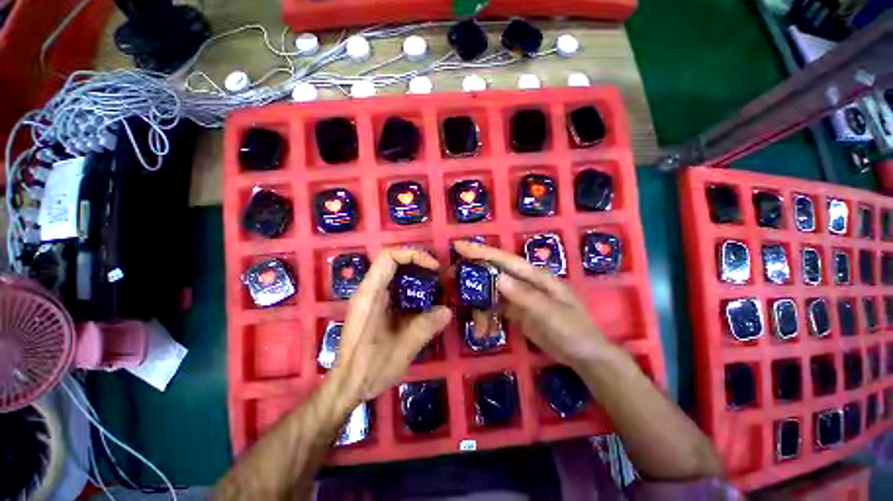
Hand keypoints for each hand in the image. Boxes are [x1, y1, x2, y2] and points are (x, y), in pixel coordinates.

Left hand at [330, 248, 452, 403]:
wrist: (346, 387)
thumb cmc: (369, 368)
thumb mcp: (402, 349)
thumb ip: (425, 327)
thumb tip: (448, 310)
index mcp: (370, 294)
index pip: (389, 257)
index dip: (413, 255)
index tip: (434, 267)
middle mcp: (369, 291)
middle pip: (394, 263)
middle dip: (419, 264)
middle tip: (439, 276)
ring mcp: (372, 299)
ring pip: (396, 276)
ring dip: (417, 277)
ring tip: (437, 287)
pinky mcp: (376, 308)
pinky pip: (396, 290)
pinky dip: (412, 290)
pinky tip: (426, 303)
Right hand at [453, 240, 611, 368]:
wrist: (584, 356)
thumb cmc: (574, 331)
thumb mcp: (551, 314)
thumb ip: (525, 296)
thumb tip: (497, 278)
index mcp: (536, 276)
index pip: (505, 260)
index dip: (482, 252)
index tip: (459, 246)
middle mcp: (526, 282)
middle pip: (495, 271)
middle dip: (474, 271)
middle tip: (451, 275)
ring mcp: (520, 296)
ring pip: (493, 289)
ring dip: (479, 297)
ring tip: (470, 312)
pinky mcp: (517, 310)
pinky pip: (496, 306)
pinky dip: (486, 312)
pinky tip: (481, 324)